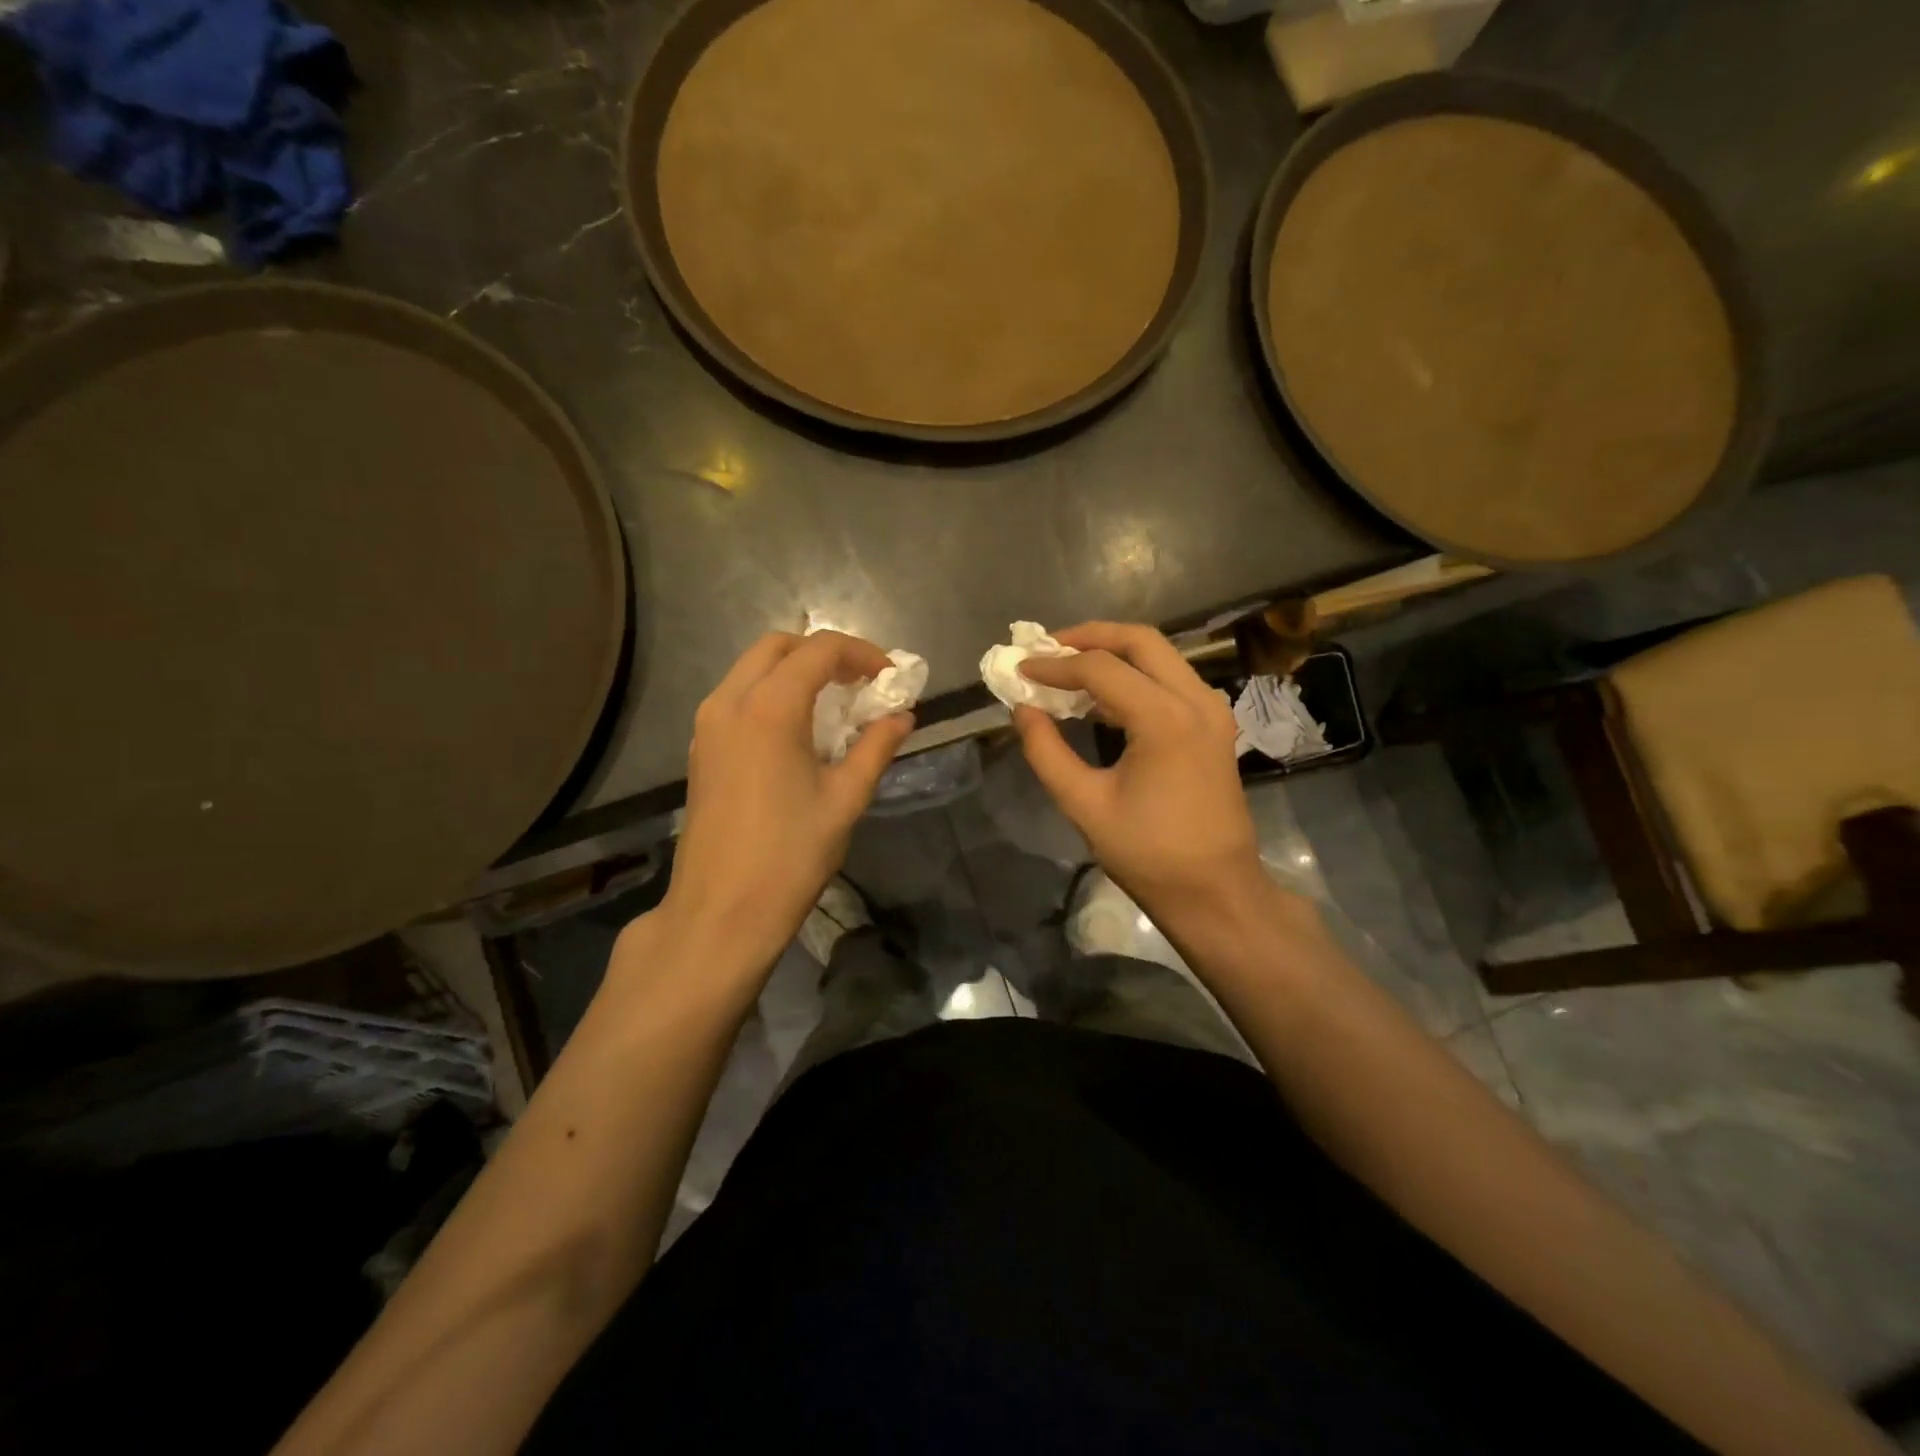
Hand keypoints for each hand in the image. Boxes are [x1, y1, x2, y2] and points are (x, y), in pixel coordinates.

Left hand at [656, 631, 912, 971]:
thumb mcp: (845, 799)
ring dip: (794, 671)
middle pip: (778, 646)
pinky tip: (798, 729)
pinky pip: (737, 697)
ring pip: (752, 668)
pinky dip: (770, 693)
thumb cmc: (790, 855)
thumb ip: (876, 747)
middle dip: (824, 653)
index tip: (891, 676)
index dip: (862, 653)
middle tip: (861, 682)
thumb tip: (902, 716)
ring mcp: (708, 725)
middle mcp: (730, 702)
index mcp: (769, 708)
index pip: (819, 650)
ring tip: (834, 702)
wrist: (721, 911)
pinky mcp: (701, 748)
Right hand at [1013, 623, 1268, 925]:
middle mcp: (1196, 700)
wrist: (1216, 891)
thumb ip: (1046, 751)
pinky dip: (1133, 677)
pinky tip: (1100, 698)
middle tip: (1048, 648)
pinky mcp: (1214, 725)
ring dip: (1113, 654)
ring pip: (1160, 656)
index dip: (1054, 666)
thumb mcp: (1085, 804)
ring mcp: (1212, 710)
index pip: (1100, 668)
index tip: (1019, 669)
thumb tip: (1021, 709)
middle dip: (1089, 637)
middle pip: (1140, 640)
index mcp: (1165, 718)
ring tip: (1067, 668)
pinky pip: (1170, 681)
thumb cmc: (1149, 854)